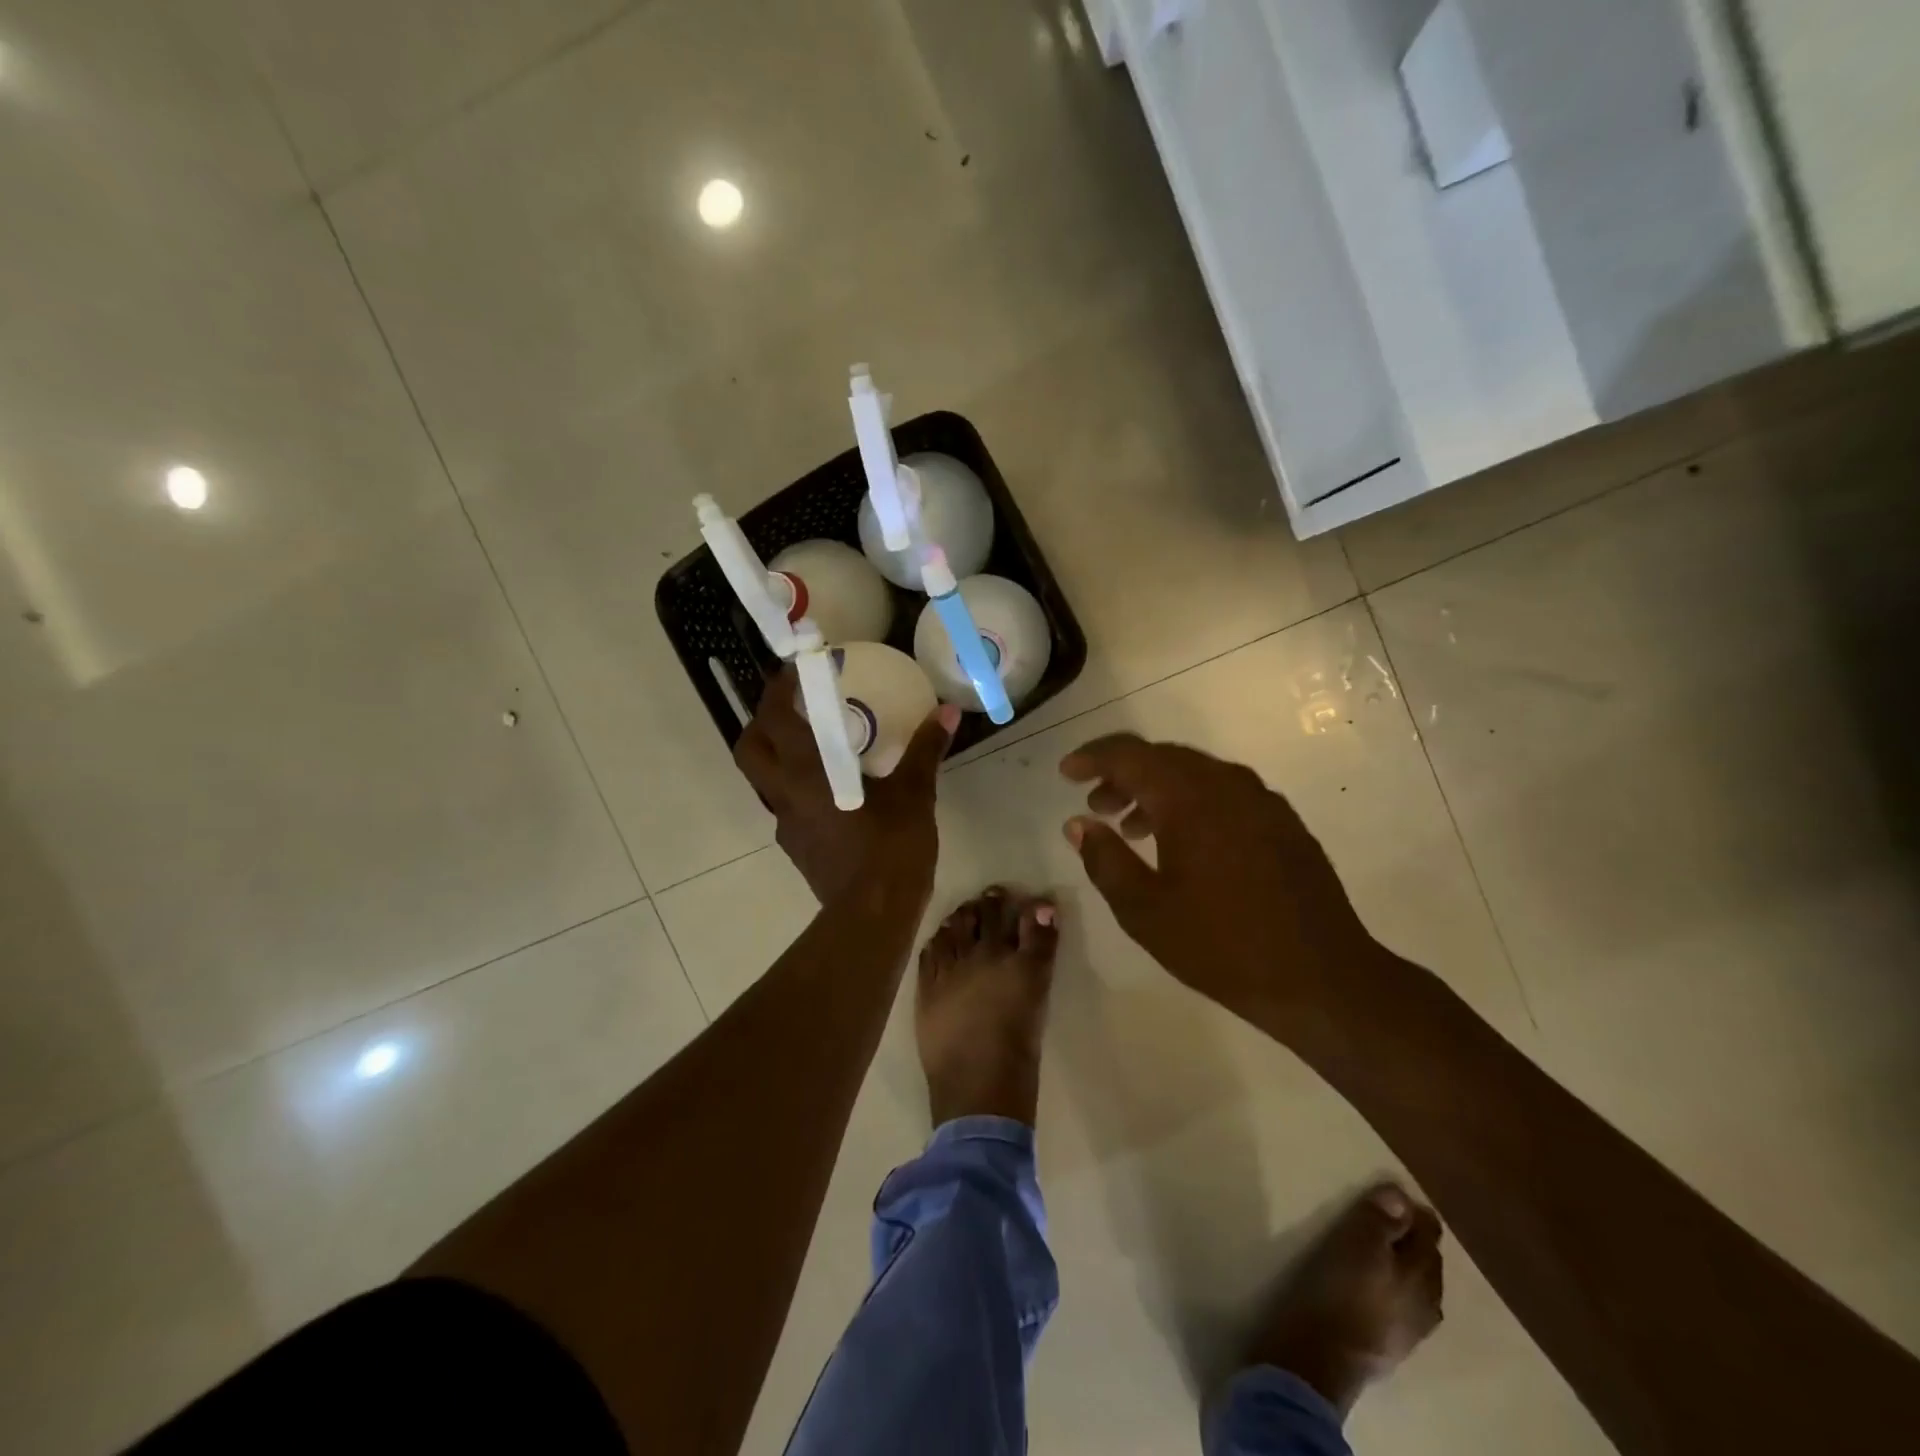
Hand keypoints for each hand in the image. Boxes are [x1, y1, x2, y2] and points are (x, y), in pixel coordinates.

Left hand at [734, 668, 958, 905]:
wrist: (873, 915)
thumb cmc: (891, 848)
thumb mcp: (914, 795)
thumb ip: (926, 750)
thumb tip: (948, 712)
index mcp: (807, 772)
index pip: (774, 718)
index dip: (778, 689)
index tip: (796, 670)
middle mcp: (785, 794)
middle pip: (750, 748)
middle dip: (762, 721)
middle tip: (793, 706)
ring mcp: (786, 823)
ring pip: (763, 779)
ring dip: (778, 754)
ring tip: (814, 744)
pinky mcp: (796, 846)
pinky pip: (785, 804)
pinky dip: (797, 785)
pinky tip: (831, 789)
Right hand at [1059, 733, 1371, 1025]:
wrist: (1322, 978)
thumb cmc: (1221, 945)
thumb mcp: (1144, 910)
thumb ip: (1105, 859)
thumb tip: (1078, 824)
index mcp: (1190, 798)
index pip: (1130, 755)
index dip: (1093, 758)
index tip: (1067, 773)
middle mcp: (1227, 784)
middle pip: (1163, 758)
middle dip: (1122, 775)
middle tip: (1095, 805)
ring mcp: (1261, 801)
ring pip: (1195, 775)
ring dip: (1156, 791)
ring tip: (1131, 828)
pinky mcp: (1282, 822)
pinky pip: (1224, 794)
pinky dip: (1191, 803)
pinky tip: (1183, 843)